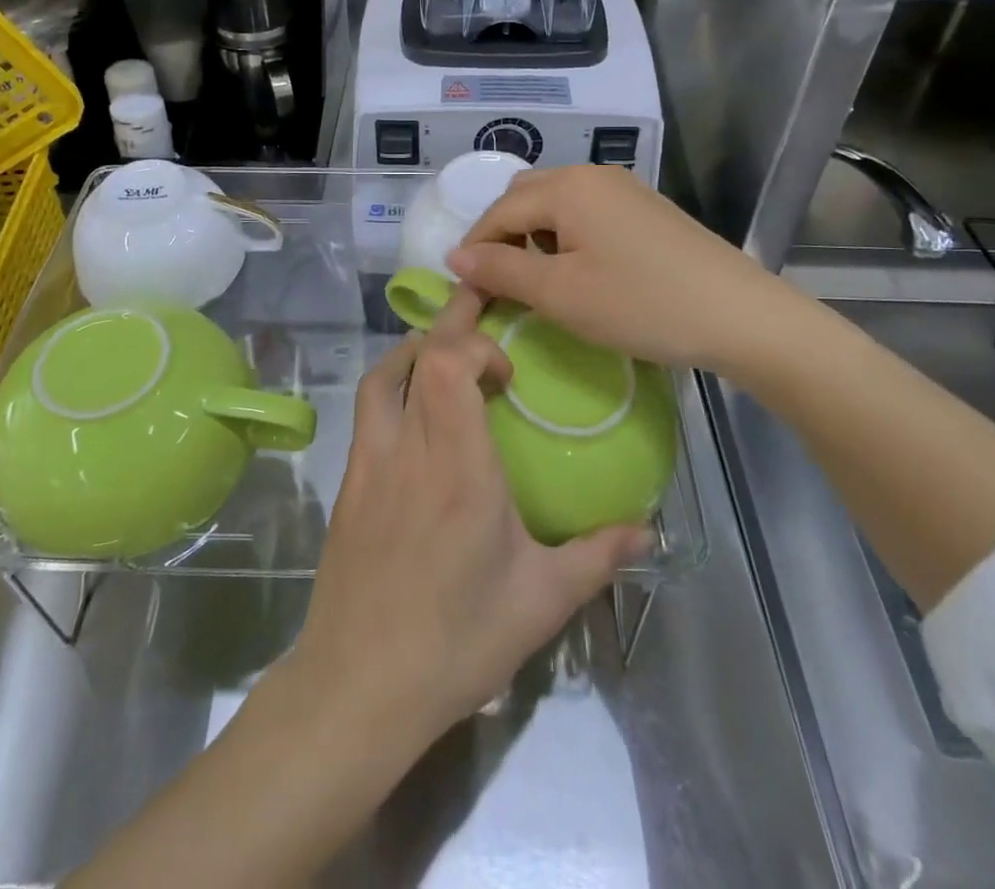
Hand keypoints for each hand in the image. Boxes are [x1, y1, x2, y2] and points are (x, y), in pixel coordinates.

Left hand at [291, 287, 648, 747]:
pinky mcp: (349, 483)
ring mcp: (370, 463)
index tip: (508, 371)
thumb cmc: (456, 641)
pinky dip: (394, 387)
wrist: (359, 686)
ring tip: (447, 356)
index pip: (449, 366)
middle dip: (451, 322)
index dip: (476, 345)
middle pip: (419, 357)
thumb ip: (596, 557)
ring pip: (382, 377)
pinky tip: (417, 415)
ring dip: (415, 351)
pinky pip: (369, 411)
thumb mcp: (540, 602)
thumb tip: (646, 529)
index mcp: (457, 468)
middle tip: (480, 308)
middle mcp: (408, 450)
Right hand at [450, 164, 826, 385]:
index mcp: (566, 187)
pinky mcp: (647, 208)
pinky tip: (582, 271)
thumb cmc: (640, 304)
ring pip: (557, 203)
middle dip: (504, 236)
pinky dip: (567, 236)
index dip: (476, 248)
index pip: (499, 210)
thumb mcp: (559, 293)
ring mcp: (625, 188)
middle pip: (526, 197)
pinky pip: (588, 211)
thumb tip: (455, 255)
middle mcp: (593, 175)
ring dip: (535, 235)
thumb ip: (501, 270)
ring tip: (540, 281)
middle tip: (501, 283)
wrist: (739, 315)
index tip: (465, 289)